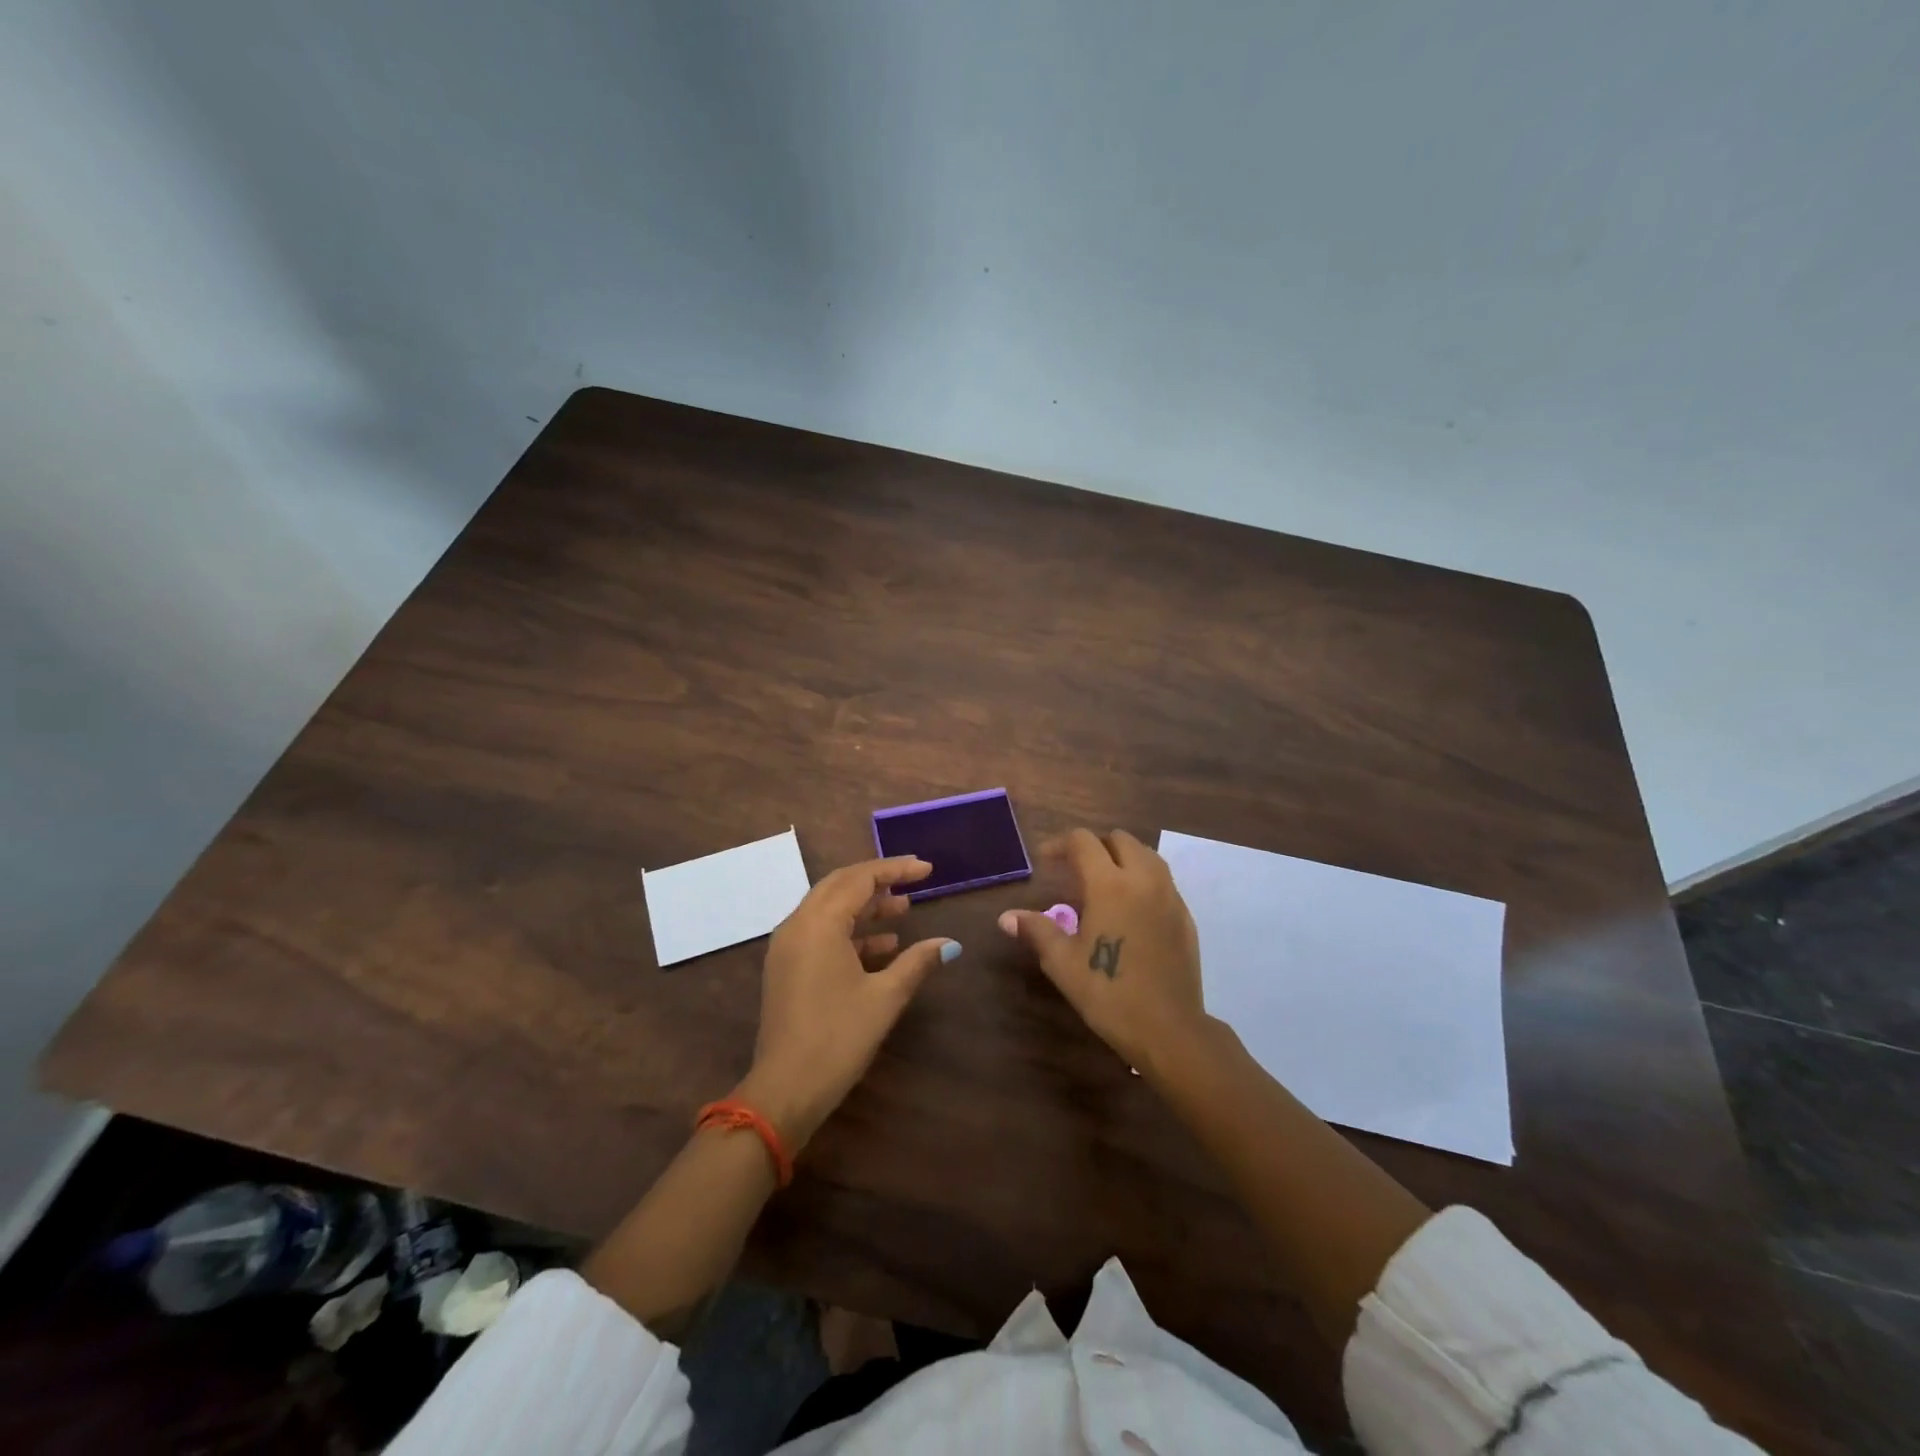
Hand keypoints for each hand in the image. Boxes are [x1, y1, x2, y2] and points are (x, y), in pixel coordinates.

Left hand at [739, 856, 955, 1150]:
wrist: (785, 1090)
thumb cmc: (838, 1037)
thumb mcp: (885, 997)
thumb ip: (917, 962)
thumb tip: (951, 945)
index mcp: (819, 923)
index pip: (860, 879)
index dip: (895, 870)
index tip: (927, 869)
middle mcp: (798, 925)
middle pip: (840, 886)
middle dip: (878, 880)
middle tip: (914, 880)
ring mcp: (788, 947)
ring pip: (829, 909)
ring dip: (865, 906)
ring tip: (903, 910)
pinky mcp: (787, 968)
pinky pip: (820, 933)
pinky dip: (851, 931)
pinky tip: (883, 946)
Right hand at [998, 828, 1205, 1073]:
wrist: (1169, 1029)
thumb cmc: (1109, 993)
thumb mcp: (1063, 963)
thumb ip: (1036, 931)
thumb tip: (1007, 917)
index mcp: (1110, 885)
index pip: (1084, 842)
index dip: (1060, 844)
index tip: (1045, 861)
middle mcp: (1143, 879)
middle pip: (1119, 839)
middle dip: (1094, 846)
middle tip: (1073, 869)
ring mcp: (1170, 896)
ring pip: (1146, 854)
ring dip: (1121, 857)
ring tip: (1102, 883)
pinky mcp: (1185, 915)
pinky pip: (1162, 879)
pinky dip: (1142, 878)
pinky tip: (1129, 908)